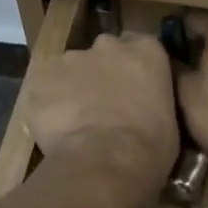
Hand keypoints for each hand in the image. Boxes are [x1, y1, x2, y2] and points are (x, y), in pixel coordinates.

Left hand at [19, 33, 177, 188]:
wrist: (104, 161)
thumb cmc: (149, 146)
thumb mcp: (168, 120)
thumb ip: (152, 100)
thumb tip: (143, 107)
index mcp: (145, 51)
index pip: (139, 45)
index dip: (132, 67)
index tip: (131, 87)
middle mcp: (106, 45)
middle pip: (102, 52)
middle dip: (100, 73)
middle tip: (102, 104)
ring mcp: (69, 59)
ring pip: (69, 69)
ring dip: (71, 87)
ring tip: (74, 121)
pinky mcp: (39, 79)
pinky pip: (42, 89)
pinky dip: (46, 104)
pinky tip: (53, 128)